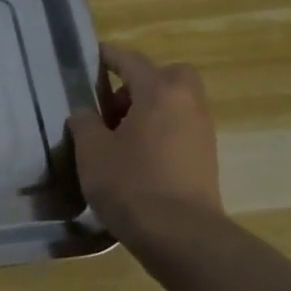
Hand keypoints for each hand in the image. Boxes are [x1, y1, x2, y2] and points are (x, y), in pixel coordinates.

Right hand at [69, 44, 222, 247]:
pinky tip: (136, 155)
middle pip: (167, 76)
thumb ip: (84, 123)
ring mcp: (202, 132)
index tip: (92, 55)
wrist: (181, 236)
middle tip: (113, 103)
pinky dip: (160, 130)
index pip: (131, 61)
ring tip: (118, 134)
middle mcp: (188, 104)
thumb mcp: (92, 151)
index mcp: (159, 92)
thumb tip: (86, 114)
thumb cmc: (131, 184)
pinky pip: (180, 128)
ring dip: (150, 108)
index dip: (108, 56)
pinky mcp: (206, 158)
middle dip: (141, 82)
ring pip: (176, 103)